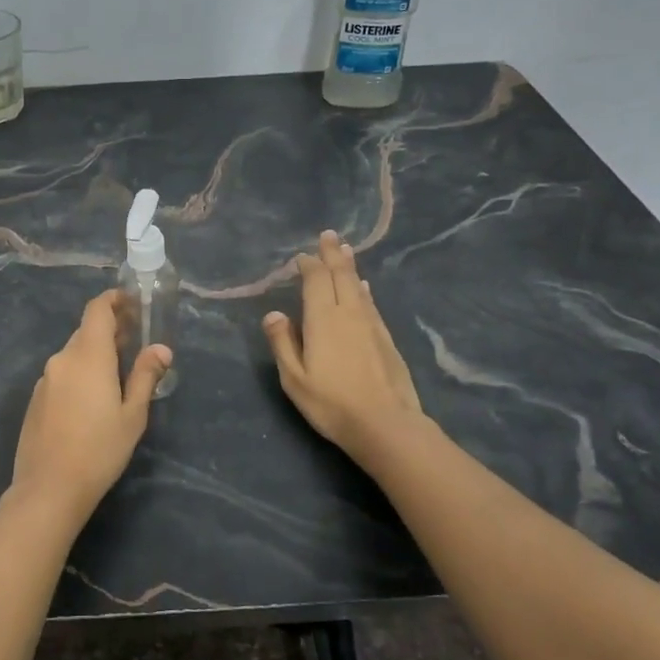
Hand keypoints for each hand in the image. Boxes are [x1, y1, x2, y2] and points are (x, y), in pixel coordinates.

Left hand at [9, 290, 171, 522]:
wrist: (49, 488)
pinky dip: (79, 373)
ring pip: (73, 354)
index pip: (97, 310)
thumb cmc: (99, 451)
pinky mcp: (36, 399)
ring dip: (95, 354)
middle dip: (110, 330)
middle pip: (86, 332)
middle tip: (134, 342)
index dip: (114, 300)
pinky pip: (62, 374)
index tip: (132, 304)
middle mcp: (62, 359)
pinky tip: (91, 400)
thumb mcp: (133, 415)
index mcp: (88, 356)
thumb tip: (161, 348)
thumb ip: (146, 376)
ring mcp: (45, 379)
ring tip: (118, 373)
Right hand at [262, 230, 425, 462]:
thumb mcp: (294, 378)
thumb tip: (273, 313)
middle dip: (333, 254)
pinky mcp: (386, 338)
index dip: (309, 265)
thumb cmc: (331, 403)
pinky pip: (371, 303)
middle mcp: (349, 313)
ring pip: (359, 286)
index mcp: (322, 319)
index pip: (316, 280)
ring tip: (345, 250)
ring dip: (350, 266)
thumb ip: (283, 342)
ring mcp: (371, 324)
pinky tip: (365, 288)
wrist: (385, 424)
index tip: (301, 257)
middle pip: (341, 275)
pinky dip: (364, 290)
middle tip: (329, 235)